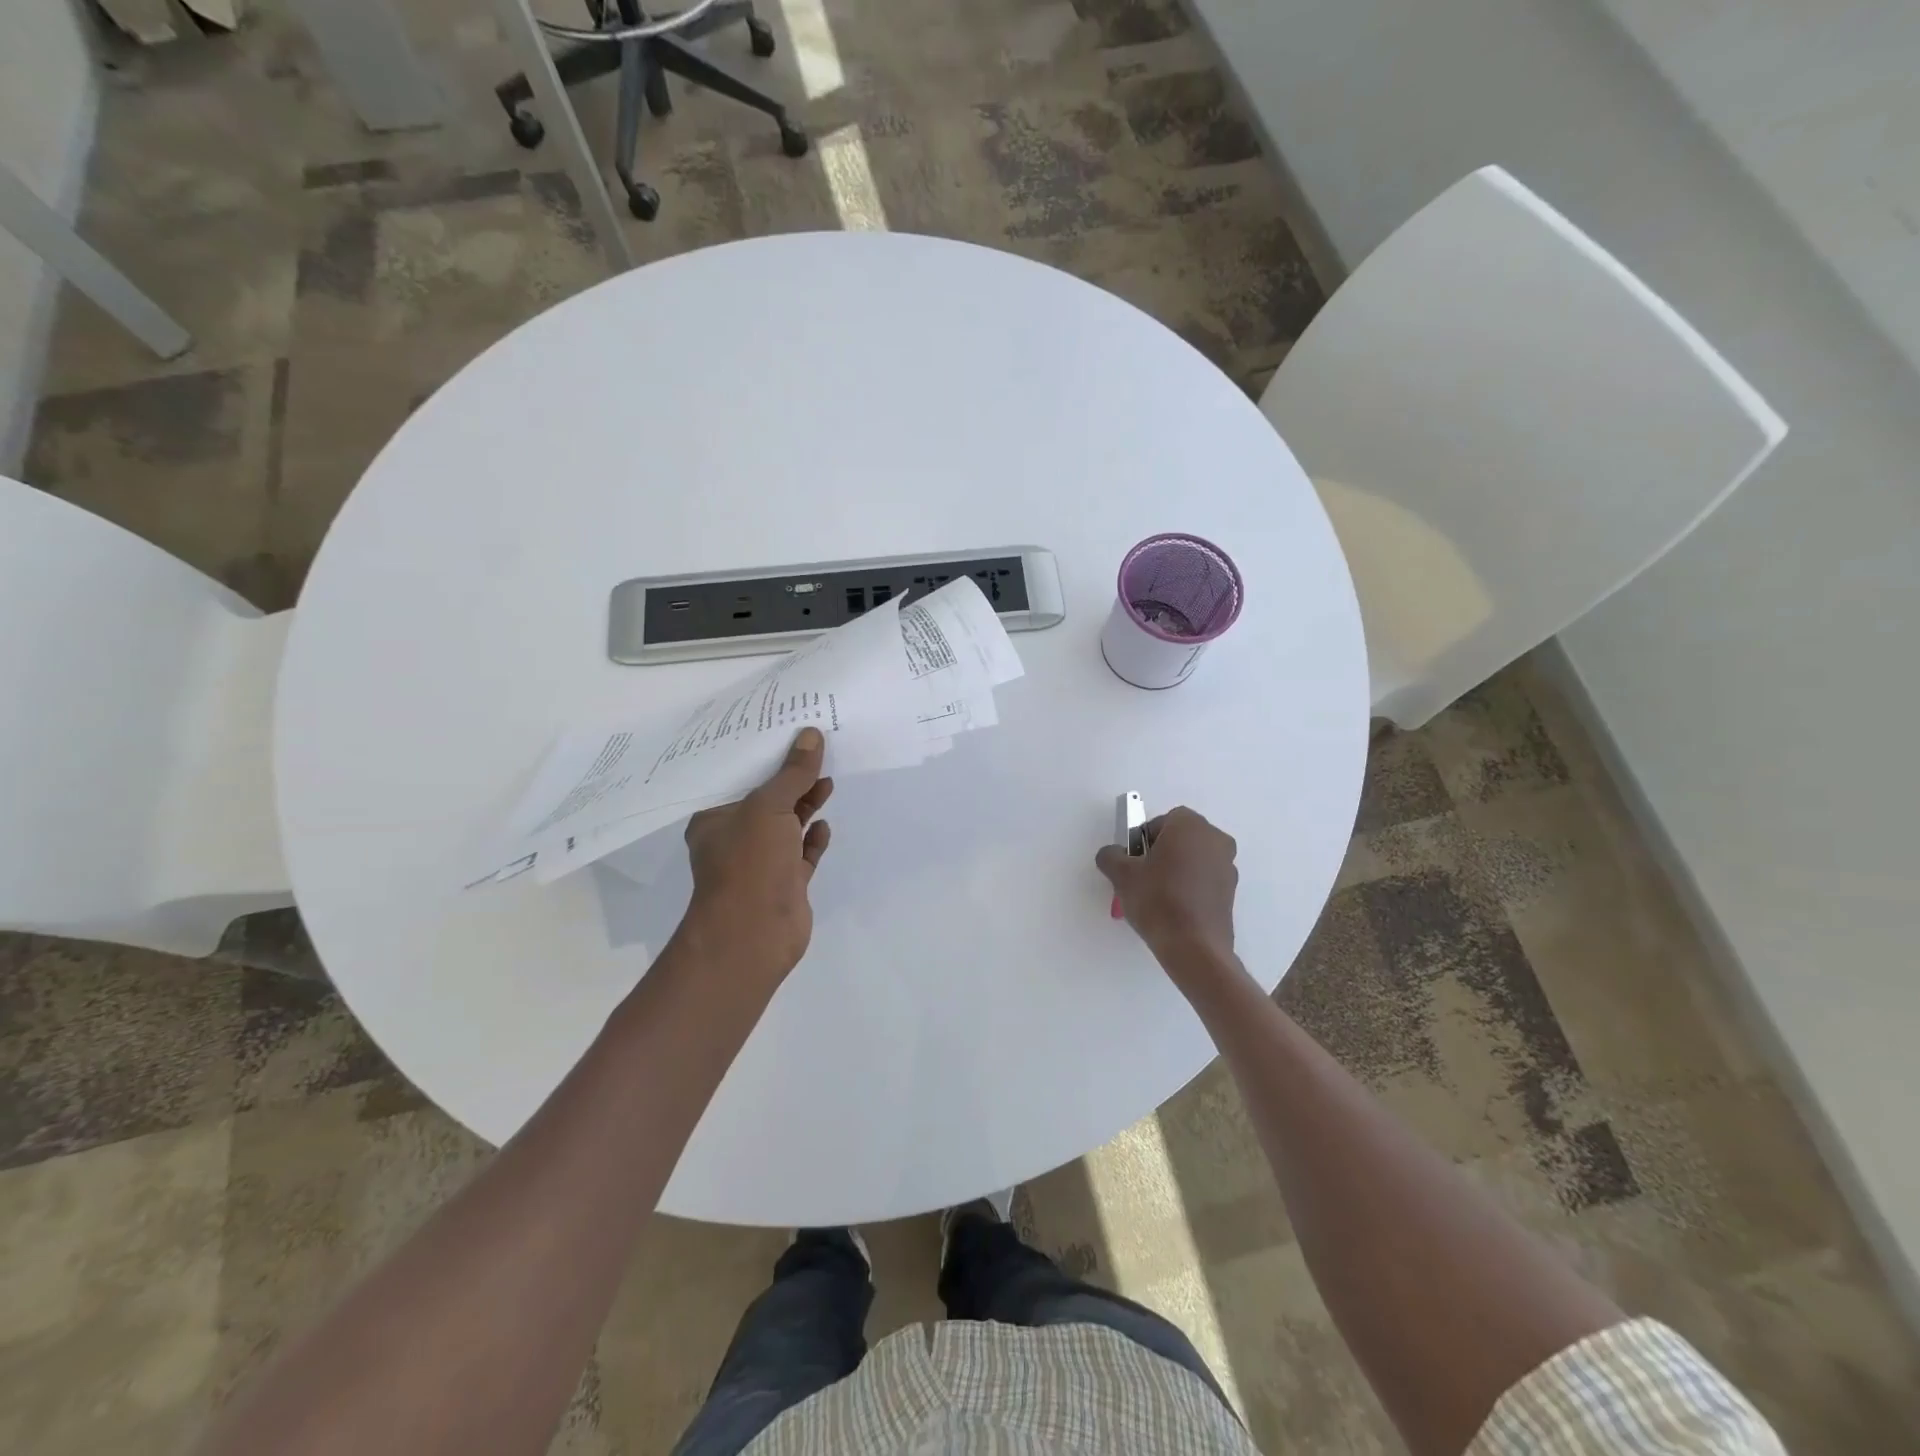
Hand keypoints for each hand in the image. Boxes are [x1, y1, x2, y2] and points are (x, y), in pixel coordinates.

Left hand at [679, 727, 833, 988]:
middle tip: (816, 751)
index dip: (762, 755)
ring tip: (827, 780)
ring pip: (786, 826)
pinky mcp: (785, 883)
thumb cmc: (749, 862)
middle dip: (790, 778)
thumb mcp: (770, 807)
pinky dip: (813, 838)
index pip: (738, 778)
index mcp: (715, 818)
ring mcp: (761, 862)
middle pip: (767, 799)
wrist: (753, 934)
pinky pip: (802, 853)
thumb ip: (793, 774)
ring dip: (805, 805)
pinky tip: (825, 824)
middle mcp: (734, 838)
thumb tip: (811, 735)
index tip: (785, 732)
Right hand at [1095, 807, 1238, 984]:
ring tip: (1157, 897)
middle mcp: (1215, 840)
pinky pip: (1204, 880)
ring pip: (1193, 859)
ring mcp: (1227, 866)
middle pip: (1181, 838)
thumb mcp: (1121, 875)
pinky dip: (1190, 887)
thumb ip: (1111, 855)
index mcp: (1191, 826)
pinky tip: (1174, 909)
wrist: (1194, 947)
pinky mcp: (1231, 892)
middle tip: (1142, 877)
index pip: (1163, 821)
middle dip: (1161, 853)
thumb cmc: (1158, 900)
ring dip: (1176, 870)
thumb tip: (1113, 854)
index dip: (1144, 839)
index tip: (1134, 861)